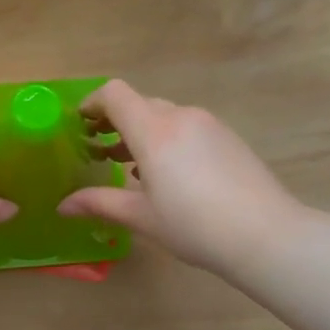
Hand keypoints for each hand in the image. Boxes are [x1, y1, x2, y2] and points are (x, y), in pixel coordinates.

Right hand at [57, 79, 300, 271]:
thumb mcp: (141, 217)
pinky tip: (168, 176)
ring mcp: (209, 125)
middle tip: (98, 152)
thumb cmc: (194, 226)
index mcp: (154, 131)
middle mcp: (181, 117)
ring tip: (129, 168)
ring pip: (164, 116)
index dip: (92, 103)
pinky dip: (167, 141)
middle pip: (139, 104)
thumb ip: (99, 203)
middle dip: (115, 122)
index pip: (115, 94)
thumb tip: (62, 205)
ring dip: (141, 133)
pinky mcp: (228, 138)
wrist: (267, 235)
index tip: (79, 125)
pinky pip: (187, 128)